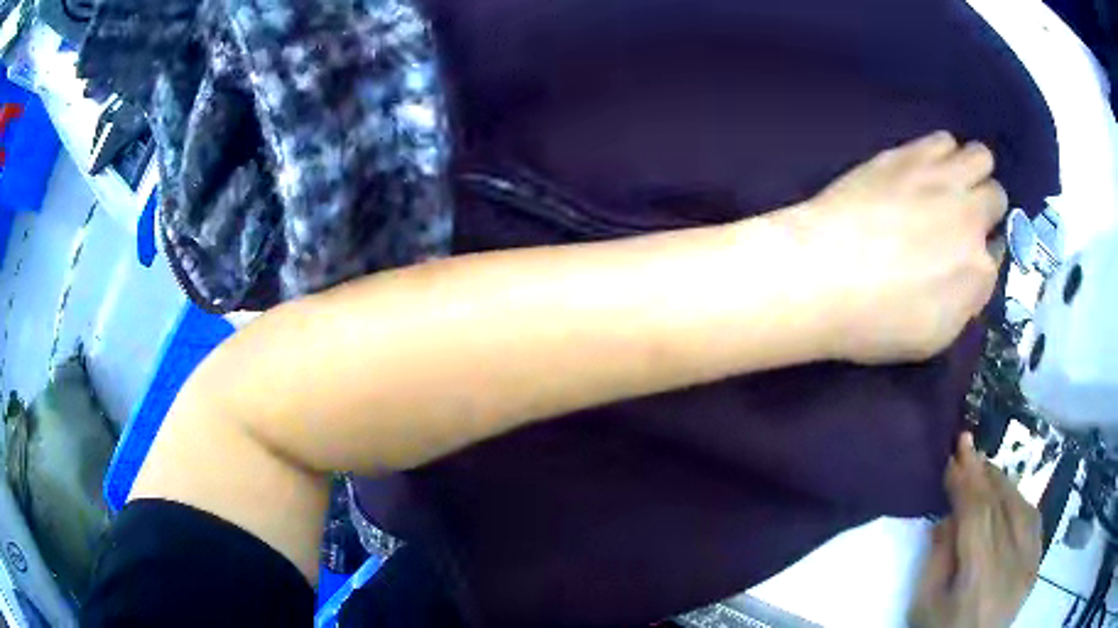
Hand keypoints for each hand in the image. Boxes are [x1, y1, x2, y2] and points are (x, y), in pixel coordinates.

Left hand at [792, 131, 1007, 363]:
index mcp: (978, 268)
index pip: (1000, 251)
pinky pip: (941, 139)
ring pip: (978, 155)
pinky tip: (926, 168)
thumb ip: (967, 299)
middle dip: (986, 206)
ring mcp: (938, 177)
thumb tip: (976, 270)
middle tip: (963, 219)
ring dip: (971, 171)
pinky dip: (943, 152)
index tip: (968, 257)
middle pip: (996, 193)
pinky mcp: (905, 155)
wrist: (821, 273)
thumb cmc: (877, 320)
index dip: (985, 253)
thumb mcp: (935, 335)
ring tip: (949, 187)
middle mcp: (969, 214)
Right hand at [909, 434, 1041, 627]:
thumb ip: (937, 557)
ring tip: (984, 466)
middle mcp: (1012, 563)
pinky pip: (1033, 519)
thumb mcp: (924, 604)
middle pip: (1000, 505)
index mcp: (980, 577)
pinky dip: (1020, 499)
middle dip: (982, 472)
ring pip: (1020, 506)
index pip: (977, 514)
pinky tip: (1009, 493)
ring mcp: (1030, 562)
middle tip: (968, 444)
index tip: (954, 453)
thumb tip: (948, 513)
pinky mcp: (1037, 563)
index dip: (966, 480)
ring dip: (1001, 482)